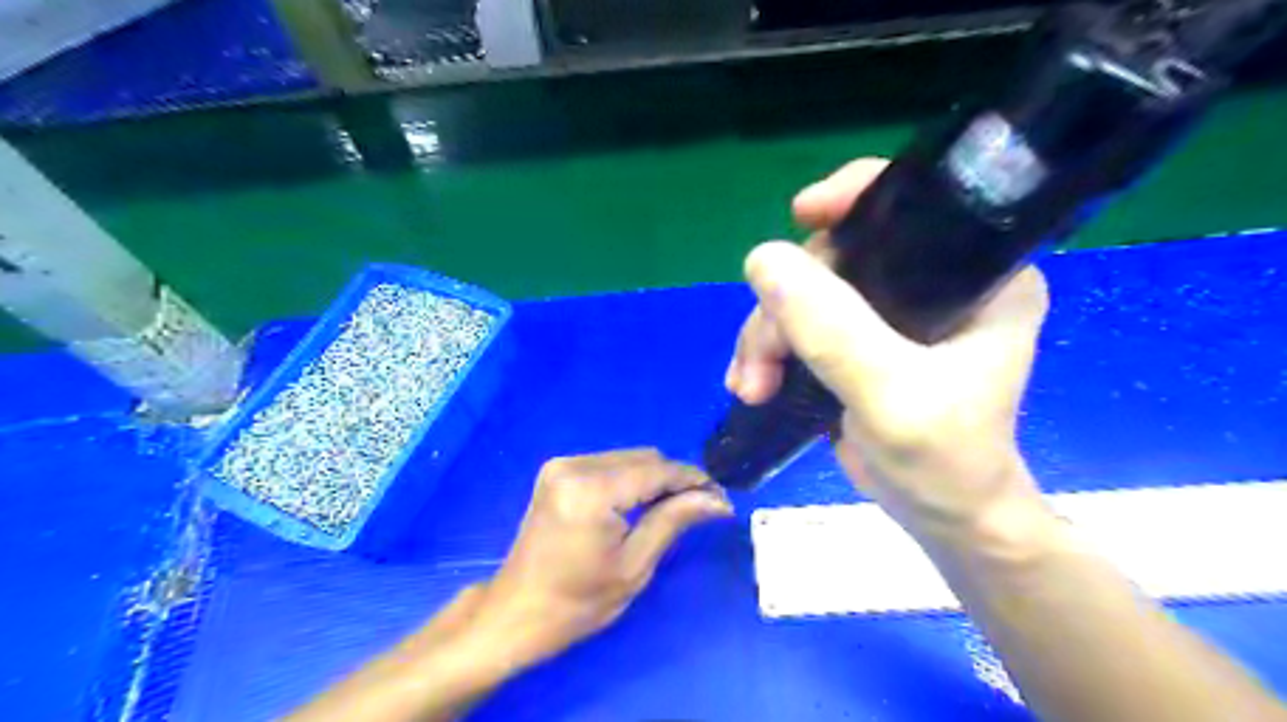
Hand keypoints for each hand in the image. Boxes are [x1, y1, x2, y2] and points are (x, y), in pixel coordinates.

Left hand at [468, 450, 726, 663]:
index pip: (657, 470)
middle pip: (643, 457)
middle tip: (702, 507)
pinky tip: (641, 503)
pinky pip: (608, 464)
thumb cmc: (577, 603)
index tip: (722, 497)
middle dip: (675, 479)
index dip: (694, 480)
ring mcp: (562, 465)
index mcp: (591, 490)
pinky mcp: (557, 472)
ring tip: (674, 508)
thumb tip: (717, 500)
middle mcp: (574, 465)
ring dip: (654, 478)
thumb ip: (674, 520)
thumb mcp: (634, 566)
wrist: (516, 613)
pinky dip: (631, 480)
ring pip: (628, 458)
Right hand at [729, 158, 1049, 537]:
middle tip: (760, 361)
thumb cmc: (942, 459)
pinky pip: (798, 322)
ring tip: (751, 384)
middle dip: (785, 304)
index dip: (854, 196)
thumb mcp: (891, 394)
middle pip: (838, 256)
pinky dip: (767, 349)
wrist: (940, 517)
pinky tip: (752, 383)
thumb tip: (761, 259)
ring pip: (806, 291)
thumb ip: (832, 328)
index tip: (801, 215)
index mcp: (978, 274)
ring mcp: (891, 312)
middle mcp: (935, 281)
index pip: (915, 204)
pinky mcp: (859, 340)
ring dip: (766, 335)